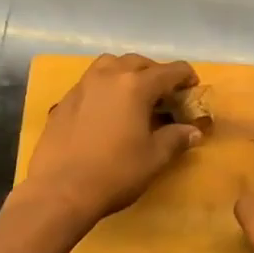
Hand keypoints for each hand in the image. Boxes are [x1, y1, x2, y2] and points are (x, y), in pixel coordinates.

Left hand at [24, 54, 201, 227]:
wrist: (60, 190)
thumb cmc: (115, 173)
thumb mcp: (154, 158)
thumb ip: (176, 139)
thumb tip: (193, 131)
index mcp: (135, 86)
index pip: (169, 71)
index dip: (185, 76)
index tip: (193, 86)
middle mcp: (108, 76)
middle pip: (138, 62)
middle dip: (155, 72)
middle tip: (164, 93)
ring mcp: (83, 86)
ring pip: (109, 64)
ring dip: (126, 71)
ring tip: (133, 93)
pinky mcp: (64, 100)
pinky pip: (90, 82)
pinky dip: (105, 86)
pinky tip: (106, 109)